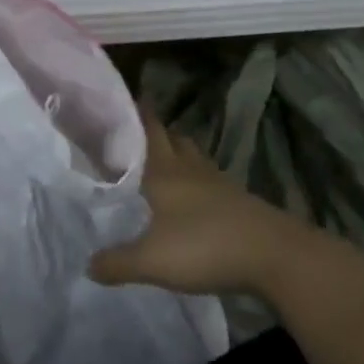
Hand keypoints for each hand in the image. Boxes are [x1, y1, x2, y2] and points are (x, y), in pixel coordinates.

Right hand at [90, 109, 349, 296]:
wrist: (276, 256)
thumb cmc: (206, 246)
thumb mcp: (152, 261)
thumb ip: (118, 262)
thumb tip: (87, 264)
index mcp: (164, 171)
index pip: (149, 130)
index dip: (138, 113)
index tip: (126, 98)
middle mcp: (190, 169)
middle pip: (173, 138)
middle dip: (157, 131)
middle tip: (137, 132)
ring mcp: (218, 183)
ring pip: (194, 157)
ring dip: (179, 154)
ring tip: (163, 162)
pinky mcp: (239, 201)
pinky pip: (210, 181)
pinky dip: (198, 180)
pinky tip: (193, 198)